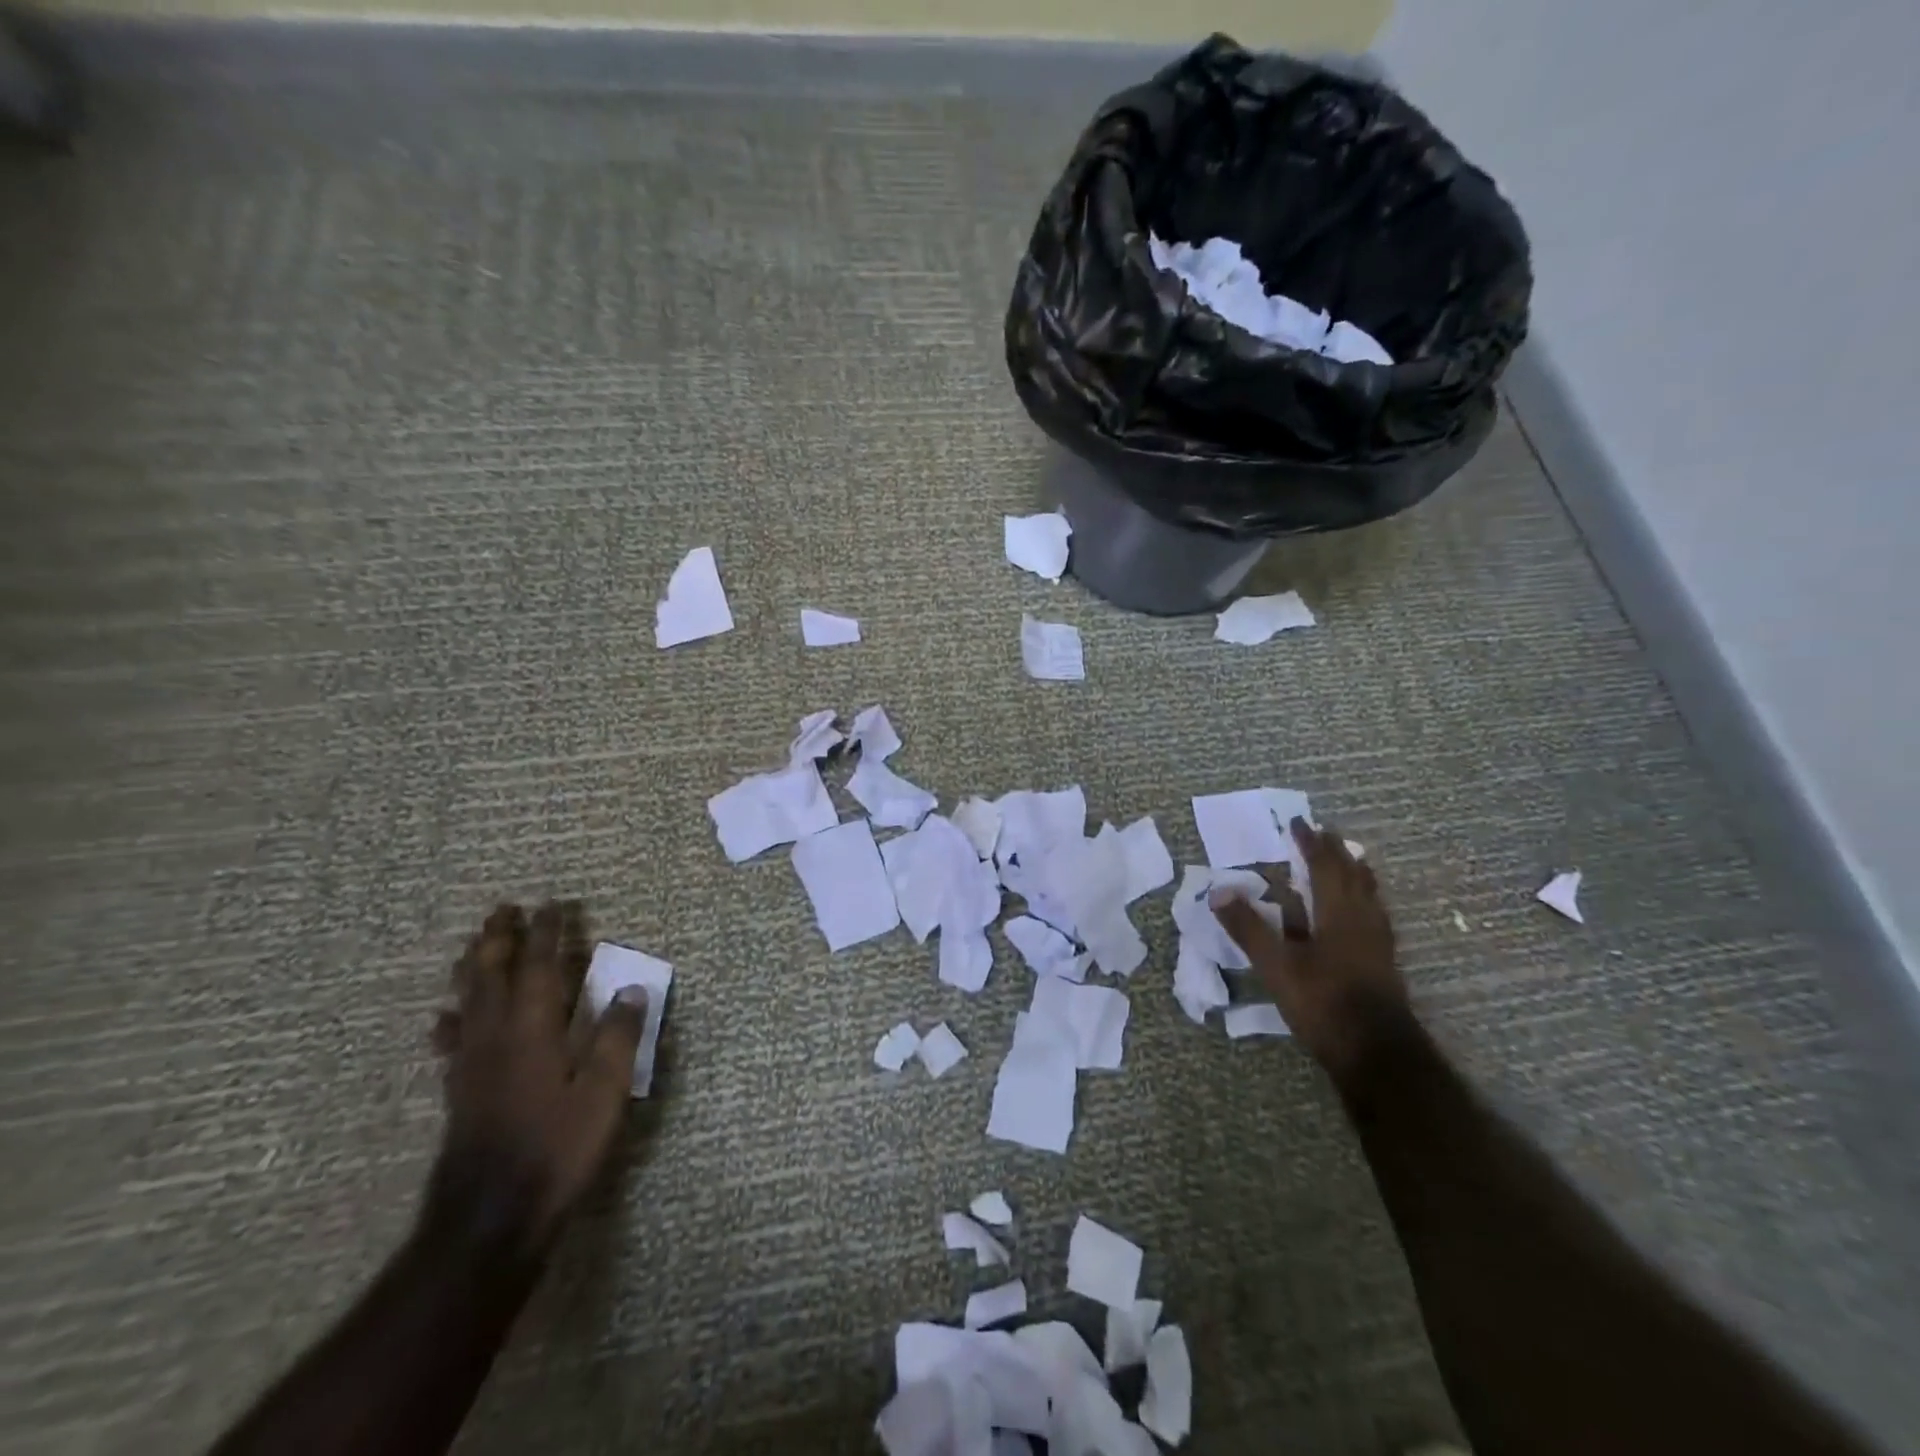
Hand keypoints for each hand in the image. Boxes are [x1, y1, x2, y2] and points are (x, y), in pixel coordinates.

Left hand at [425, 901, 644, 1260]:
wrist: (490, 1218)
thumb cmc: (557, 1148)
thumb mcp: (604, 1092)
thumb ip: (618, 1037)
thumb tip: (631, 989)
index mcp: (533, 1030)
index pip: (539, 968)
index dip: (546, 935)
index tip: (552, 906)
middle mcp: (497, 1037)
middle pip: (492, 976)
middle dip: (498, 940)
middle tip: (503, 910)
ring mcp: (473, 1065)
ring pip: (468, 1002)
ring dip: (473, 968)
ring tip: (475, 945)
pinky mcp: (461, 1091)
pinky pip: (454, 1039)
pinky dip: (452, 1018)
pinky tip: (446, 1018)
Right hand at [1210, 818, 1409, 1089]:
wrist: (1376, 1053)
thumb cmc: (1323, 1002)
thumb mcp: (1276, 966)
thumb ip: (1248, 928)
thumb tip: (1218, 891)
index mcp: (1338, 913)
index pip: (1324, 867)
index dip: (1311, 844)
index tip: (1299, 823)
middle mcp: (1362, 919)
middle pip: (1353, 876)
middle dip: (1337, 852)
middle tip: (1325, 833)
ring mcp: (1377, 942)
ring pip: (1369, 895)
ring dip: (1356, 873)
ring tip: (1351, 860)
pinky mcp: (1383, 962)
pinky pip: (1374, 915)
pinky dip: (1364, 900)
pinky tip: (1362, 912)